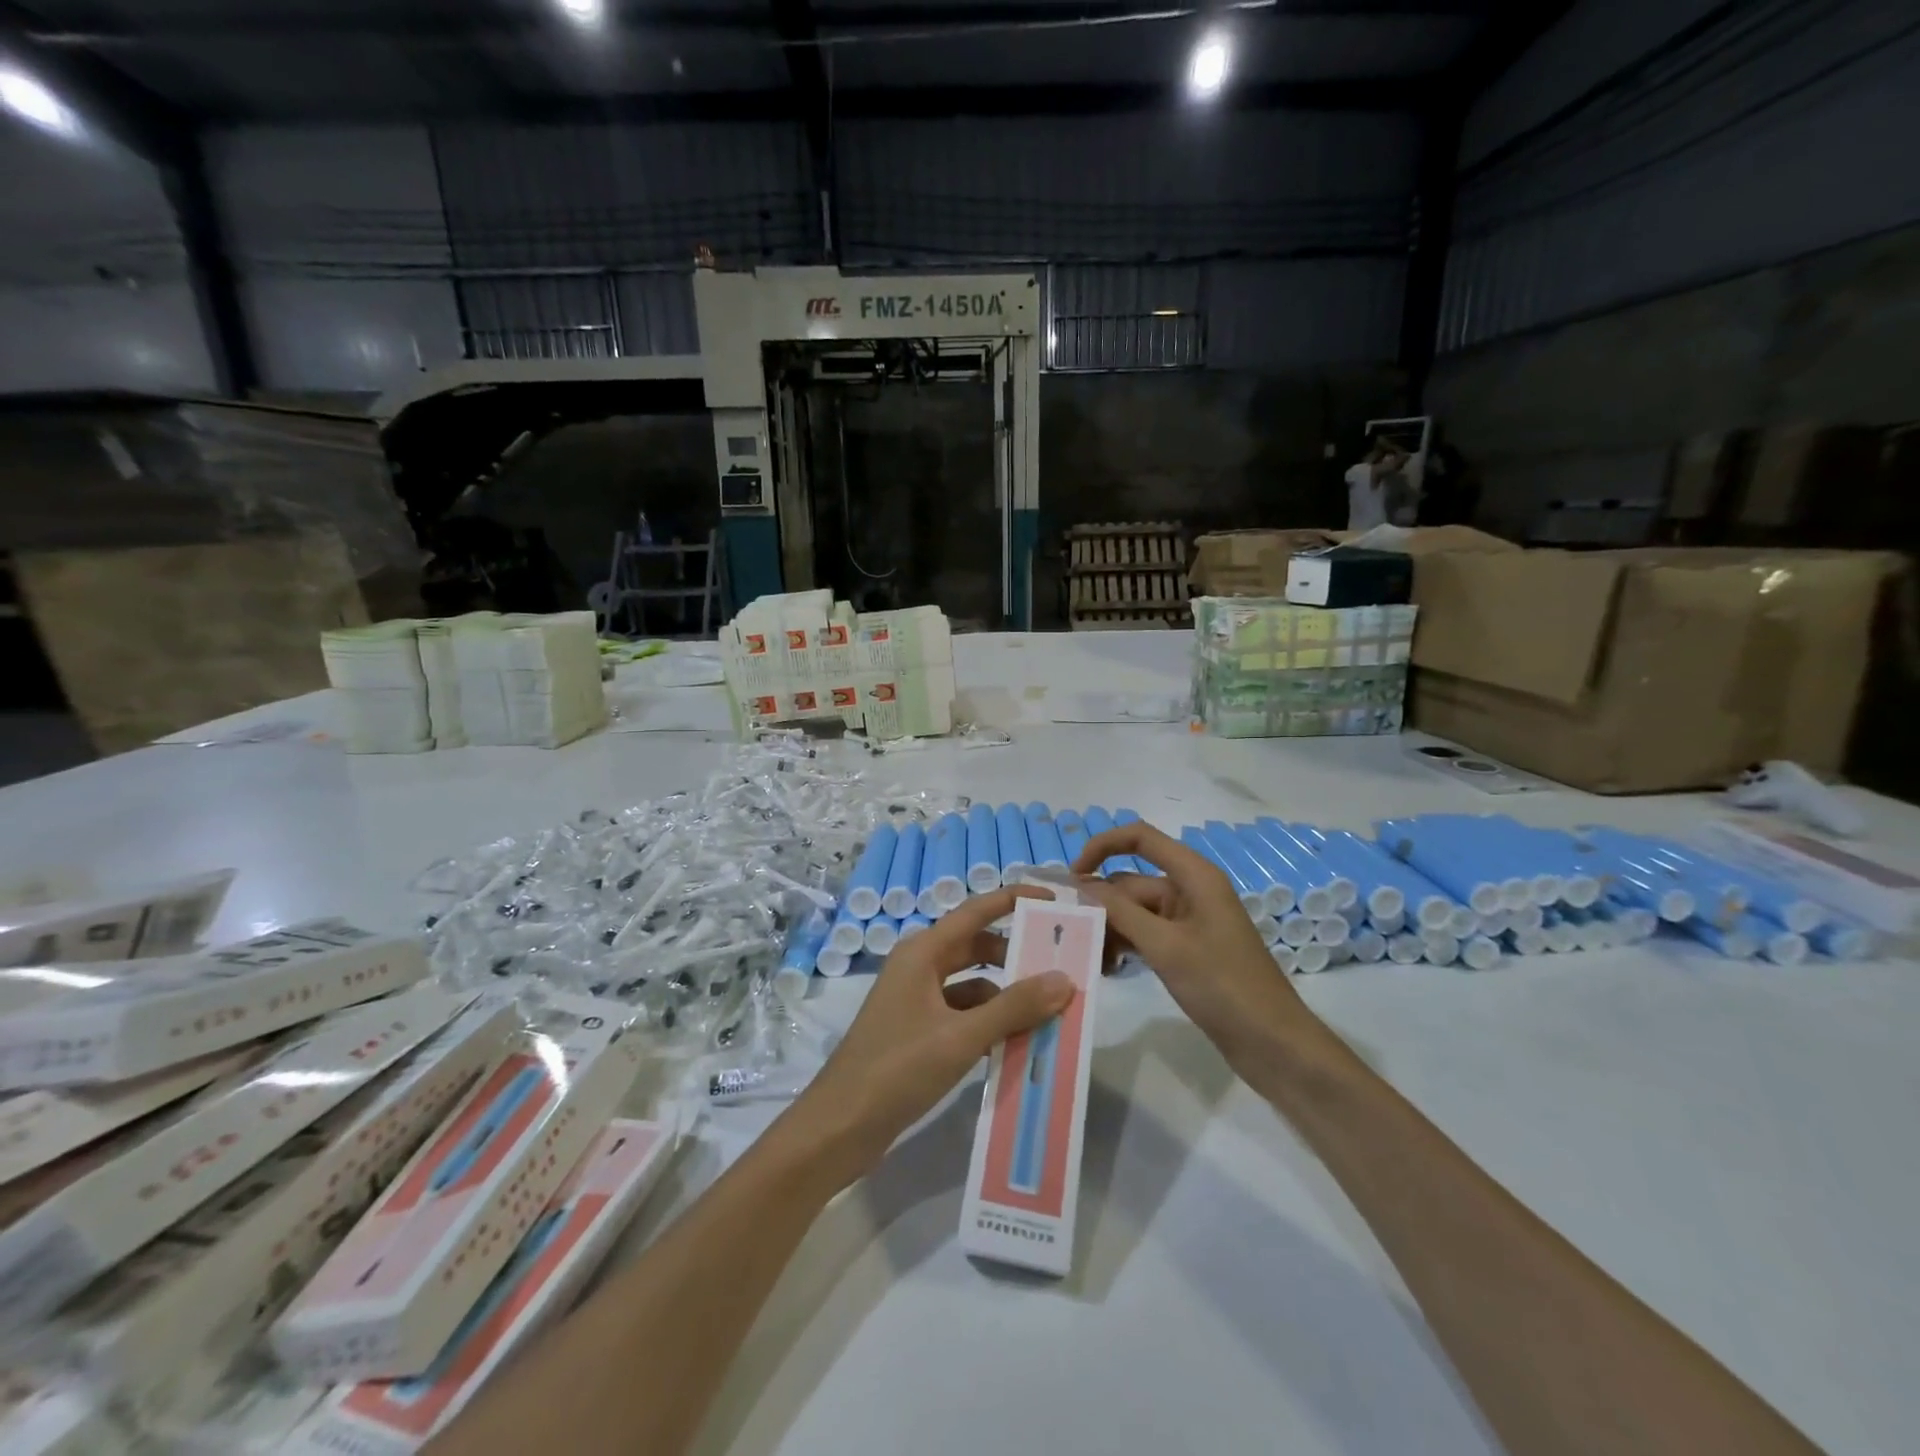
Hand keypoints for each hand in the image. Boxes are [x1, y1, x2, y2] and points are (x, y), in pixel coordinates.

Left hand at [785, 887, 1075, 1185]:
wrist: (840, 1126)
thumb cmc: (897, 1069)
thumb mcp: (961, 1037)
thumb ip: (1014, 1008)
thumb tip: (1064, 980)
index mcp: (923, 952)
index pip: (976, 911)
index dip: (1014, 900)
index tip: (1053, 899)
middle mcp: (919, 967)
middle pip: (977, 947)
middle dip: (1017, 955)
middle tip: (1061, 966)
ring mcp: (916, 1000)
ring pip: (972, 984)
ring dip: (1006, 996)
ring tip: (1049, 1012)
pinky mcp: (917, 1031)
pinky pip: (963, 1014)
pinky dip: (989, 1023)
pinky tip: (1016, 1044)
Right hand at [1072, 822, 1315, 1072]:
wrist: (1272, 1043)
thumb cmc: (1223, 986)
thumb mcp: (1165, 946)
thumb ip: (1121, 911)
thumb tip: (1082, 885)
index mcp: (1194, 876)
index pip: (1140, 838)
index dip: (1102, 846)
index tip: (1072, 878)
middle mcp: (1190, 890)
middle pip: (1131, 882)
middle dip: (1101, 905)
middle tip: (1072, 938)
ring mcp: (1188, 921)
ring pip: (1134, 911)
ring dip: (1111, 930)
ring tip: (1093, 962)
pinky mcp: (1186, 949)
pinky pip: (1145, 934)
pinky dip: (1126, 945)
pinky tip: (1110, 969)